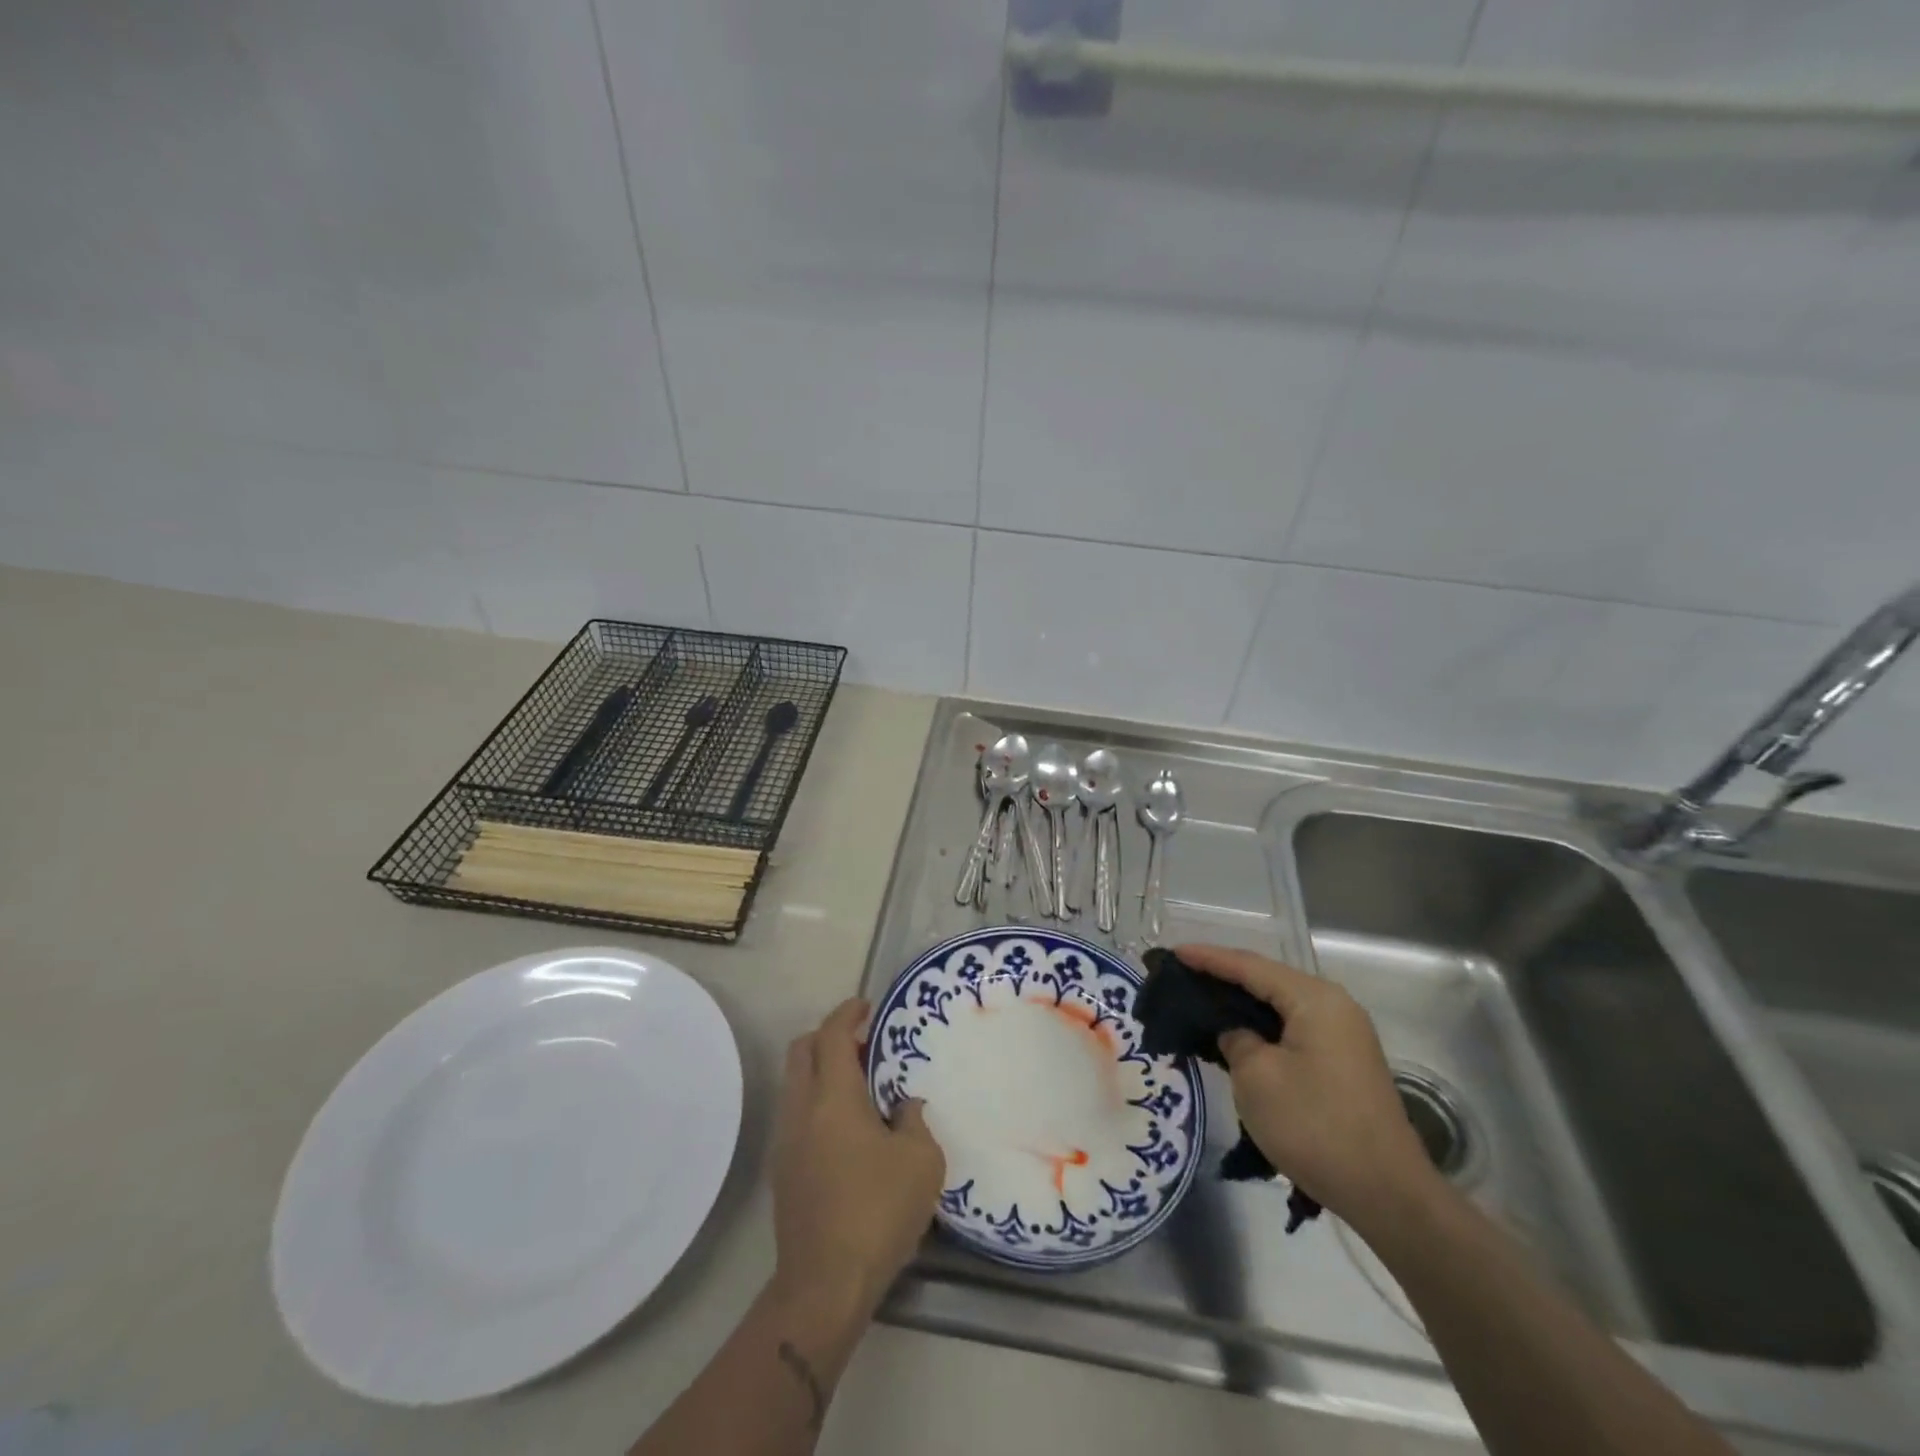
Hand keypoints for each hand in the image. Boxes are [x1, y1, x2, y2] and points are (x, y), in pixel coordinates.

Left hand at [770, 998, 944, 1317]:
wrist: (824, 1285)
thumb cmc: (878, 1211)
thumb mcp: (921, 1160)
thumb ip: (914, 1120)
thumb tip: (904, 1106)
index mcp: (833, 1097)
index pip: (831, 1035)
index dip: (847, 1013)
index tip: (866, 1006)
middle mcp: (802, 1109)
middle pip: (802, 1051)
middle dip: (828, 1036)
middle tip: (864, 1045)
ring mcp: (786, 1141)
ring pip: (795, 1084)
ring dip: (822, 1072)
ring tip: (861, 1088)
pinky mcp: (782, 1171)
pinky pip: (797, 1115)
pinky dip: (817, 1103)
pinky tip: (848, 1130)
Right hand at [1176, 945, 1439, 1232]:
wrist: (1388, 1195)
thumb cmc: (1315, 1126)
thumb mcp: (1256, 1077)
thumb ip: (1235, 1039)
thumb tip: (1235, 1033)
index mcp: (1314, 999)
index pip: (1249, 966)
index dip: (1207, 958)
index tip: (1172, 954)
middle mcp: (1334, 1006)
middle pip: (1267, 980)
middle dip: (1223, 977)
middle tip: (1182, 975)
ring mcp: (1343, 1035)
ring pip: (1279, 1006)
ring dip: (1241, 1004)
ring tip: (1200, 1001)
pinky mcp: (1344, 1063)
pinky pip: (1292, 1029)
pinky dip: (1261, 1027)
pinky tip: (1236, 1036)